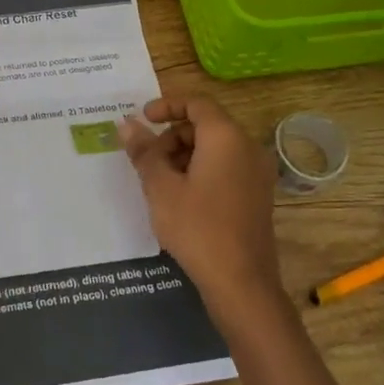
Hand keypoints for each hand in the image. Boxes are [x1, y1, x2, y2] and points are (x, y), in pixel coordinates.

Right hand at [119, 96, 286, 339]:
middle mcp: (247, 147)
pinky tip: (181, 198)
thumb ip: (143, 151)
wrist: (241, 281)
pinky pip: (226, 167)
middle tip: (147, 159)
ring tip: (159, 182)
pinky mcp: (257, 195)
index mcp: (226, 137)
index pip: (197, 103)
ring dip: (184, 154)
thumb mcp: (160, 187)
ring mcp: (256, 173)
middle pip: (206, 125)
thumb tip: (126, 124)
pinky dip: (201, 170)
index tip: (142, 119)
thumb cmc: (197, 227)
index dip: (167, 105)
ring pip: (215, 148)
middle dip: (172, 135)